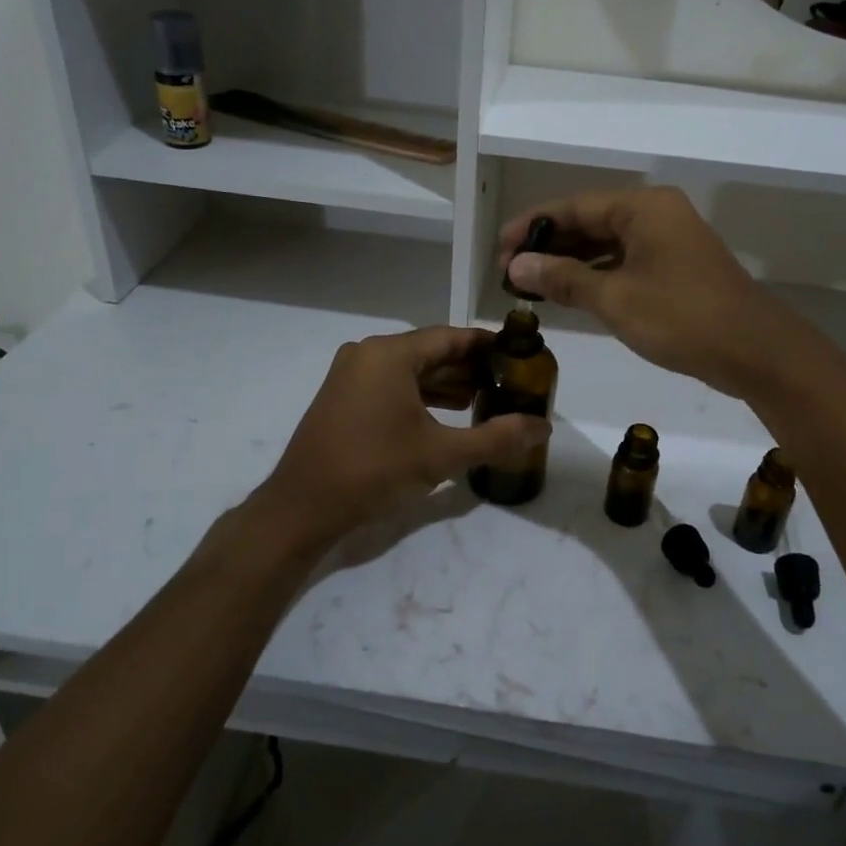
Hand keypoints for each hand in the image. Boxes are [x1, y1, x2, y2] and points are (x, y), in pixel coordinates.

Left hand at [261, 326, 549, 543]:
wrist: (302, 509)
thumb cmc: (373, 471)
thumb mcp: (441, 455)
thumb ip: (495, 438)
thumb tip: (543, 427)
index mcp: (389, 354)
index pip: (450, 337)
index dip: (487, 345)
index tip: (519, 354)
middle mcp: (367, 354)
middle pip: (430, 351)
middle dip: (469, 367)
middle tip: (509, 382)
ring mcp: (351, 375)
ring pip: (411, 370)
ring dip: (446, 383)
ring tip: (486, 400)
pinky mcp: (343, 398)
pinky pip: (392, 385)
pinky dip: (421, 396)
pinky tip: (447, 414)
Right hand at [500, 187, 825, 400]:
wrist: (755, 352)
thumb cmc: (682, 318)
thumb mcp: (615, 299)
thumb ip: (563, 278)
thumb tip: (516, 265)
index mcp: (643, 207)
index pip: (574, 206)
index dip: (532, 226)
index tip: (498, 248)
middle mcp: (655, 215)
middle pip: (589, 222)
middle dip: (549, 246)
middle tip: (508, 272)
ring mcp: (668, 241)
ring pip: (606, 244)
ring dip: (570, 263)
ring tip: (530, 284)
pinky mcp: (674, 268)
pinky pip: (623, 262)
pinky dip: (595, 276)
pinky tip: (568, 293)